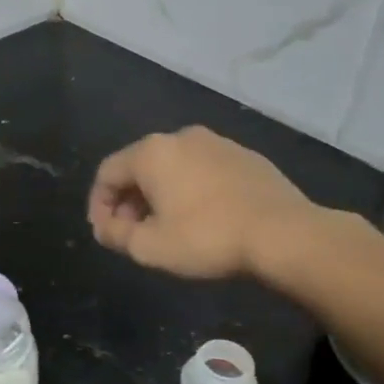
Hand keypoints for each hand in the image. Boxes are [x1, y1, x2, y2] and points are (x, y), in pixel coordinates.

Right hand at [88, 126, 322, 279]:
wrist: (284, 234)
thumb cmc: (206, 238)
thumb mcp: (149, 247)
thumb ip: (115, 234)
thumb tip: (105, 227)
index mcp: (152, 153)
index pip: (107, 173)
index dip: (98, 205)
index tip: (106, 234)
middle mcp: (181, 137)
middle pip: (139, 167)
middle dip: (129, 201)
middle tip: (133, 234)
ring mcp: (218, 143)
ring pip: (173, 168)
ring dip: (160, 196)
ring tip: (167, 229)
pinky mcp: (246, 156)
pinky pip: (203, 171)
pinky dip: (191, 190)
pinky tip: (203, 219)